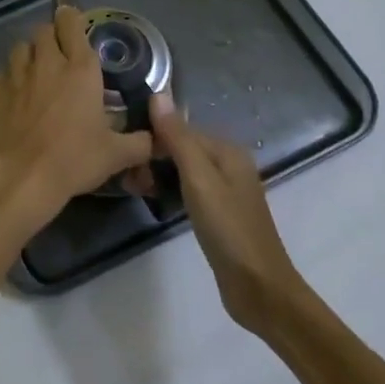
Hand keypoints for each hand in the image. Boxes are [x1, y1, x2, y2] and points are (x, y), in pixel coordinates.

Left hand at [0, 6, 154, 222]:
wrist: (21, 176)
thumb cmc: (73, 159)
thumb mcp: (116, 155)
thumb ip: (140, 143)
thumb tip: (158, 139)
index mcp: (79, 70)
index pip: (72, 24)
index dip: (72, 19)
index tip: (74, 24)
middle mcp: (47, 63)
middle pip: (44, 30)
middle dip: (52, 36)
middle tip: (60, 55)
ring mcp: (17, 74)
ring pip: (21, 47)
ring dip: (31, 54)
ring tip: (38, 73)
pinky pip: (4, 72)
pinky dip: (12, 78)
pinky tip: (18, 97)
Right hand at [149, 94, 308, 331]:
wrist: (259, 289)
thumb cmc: (228, 228)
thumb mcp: (198, 178)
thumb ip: (178, 137)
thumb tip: (158, 94)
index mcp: (227, 150)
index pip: (180, 128)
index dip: (152, 136)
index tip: (125, 151)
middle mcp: (227, 164)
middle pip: (181, 147)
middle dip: (152, 156)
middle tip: (126, 175)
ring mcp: (224, 190)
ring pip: (181, 169)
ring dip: (157, 174)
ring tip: (132, 187)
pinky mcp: (218, 214)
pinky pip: (187, 190)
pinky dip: (168, 190)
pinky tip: (152, 199)